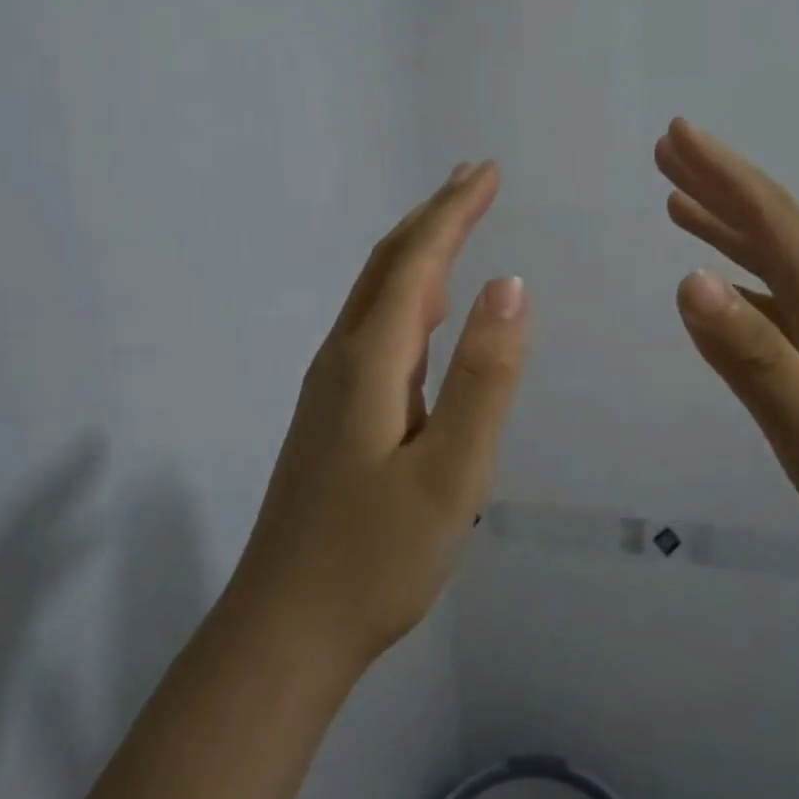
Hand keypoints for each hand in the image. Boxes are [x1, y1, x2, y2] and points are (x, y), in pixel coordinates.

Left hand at [230, 162, 527, 668]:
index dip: (454, 212)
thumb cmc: (376, 557)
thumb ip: (482, 377)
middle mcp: (342, 360)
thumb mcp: (451, 473)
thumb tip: (511, 286)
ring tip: (454, 225)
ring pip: (376, 298)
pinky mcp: (332, 416)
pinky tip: (423, 311)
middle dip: (433, 216)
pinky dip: (406, 297)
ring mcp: (330, 389)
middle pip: (388, 267)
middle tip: (475, 179)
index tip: (488, 172)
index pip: (417, 262)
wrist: (286, 627)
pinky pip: (374, 331)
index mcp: (369, 361)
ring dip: (417, 252)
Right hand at [657, 118, 798, 624]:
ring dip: (733, 228)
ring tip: (683, 205)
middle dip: (721, 186)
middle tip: (670, 151)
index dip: (723, 175)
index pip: (774, 223)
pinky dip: (752, 279)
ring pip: (785, 265)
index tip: (677, 133)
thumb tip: (689, 280)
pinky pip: (793, 303)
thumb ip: (757, 361)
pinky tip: (733, 290)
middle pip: (780, 230)